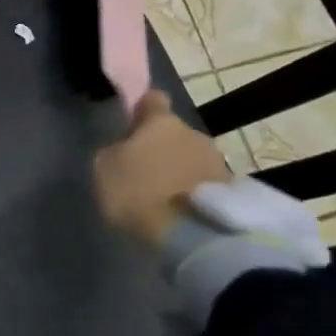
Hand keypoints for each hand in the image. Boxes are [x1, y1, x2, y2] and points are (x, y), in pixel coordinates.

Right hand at [92, 90, 231, 246]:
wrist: (192, 236)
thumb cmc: (139, 192)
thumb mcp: (104, 169)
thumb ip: (114, 151)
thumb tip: (123, 149)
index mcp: (161, 121)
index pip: (152, 100)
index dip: (141, 109)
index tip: (132, 123)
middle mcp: (194, 133)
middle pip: (174, 133)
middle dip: (161, 146)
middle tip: (143, 169)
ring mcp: (218, 162)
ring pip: (191, 158)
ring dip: (179, 170)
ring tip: (163, 196)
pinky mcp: (232, 192)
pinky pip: (204, 184)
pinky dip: (193, 192)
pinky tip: (180, 210)